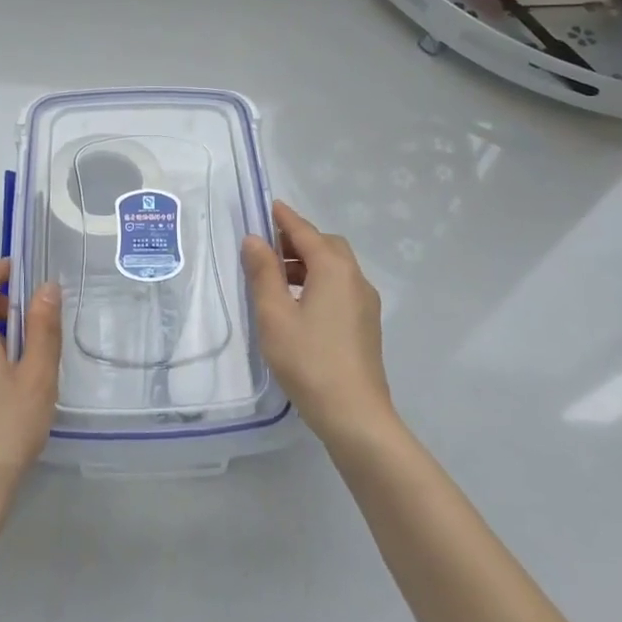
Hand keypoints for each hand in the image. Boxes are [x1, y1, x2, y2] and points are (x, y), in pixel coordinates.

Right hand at [242, 201, 392, 442]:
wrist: (355, 415)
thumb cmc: (308, 360)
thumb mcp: (274, 315)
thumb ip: (263, 273)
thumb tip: (255, 240)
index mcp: (334, 269)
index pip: (305, 232)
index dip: (285, 218)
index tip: (269, 206)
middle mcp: (355, 278)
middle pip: (326, 246)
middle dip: (298, 240)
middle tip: (269, 247)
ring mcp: (365, 303)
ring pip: (336, 268)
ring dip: (308, 263)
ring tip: (277, 277)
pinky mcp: (366, 324)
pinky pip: (341, 287)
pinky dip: (319, 281)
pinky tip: (299, 304)